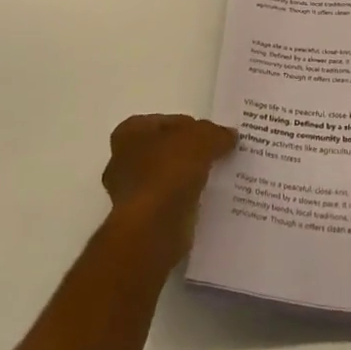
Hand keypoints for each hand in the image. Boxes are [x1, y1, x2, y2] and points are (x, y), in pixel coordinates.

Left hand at [101, 114, 236, 258]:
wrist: (152, 228)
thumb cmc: (169, 171)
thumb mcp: (202, 138)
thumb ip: (216, 133)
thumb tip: (228, 136)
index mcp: (130, 131)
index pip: (168, 121)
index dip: (193, 127)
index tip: (214, 138)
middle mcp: (122, 160)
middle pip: (166, 151)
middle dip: (189, 155)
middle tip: (217, 158)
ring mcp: (129, 194)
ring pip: (167, 179)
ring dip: (187, 181)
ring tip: (216, 181)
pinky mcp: (140, 222)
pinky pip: (168, 205)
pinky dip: (184, 204)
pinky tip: (206, 204)